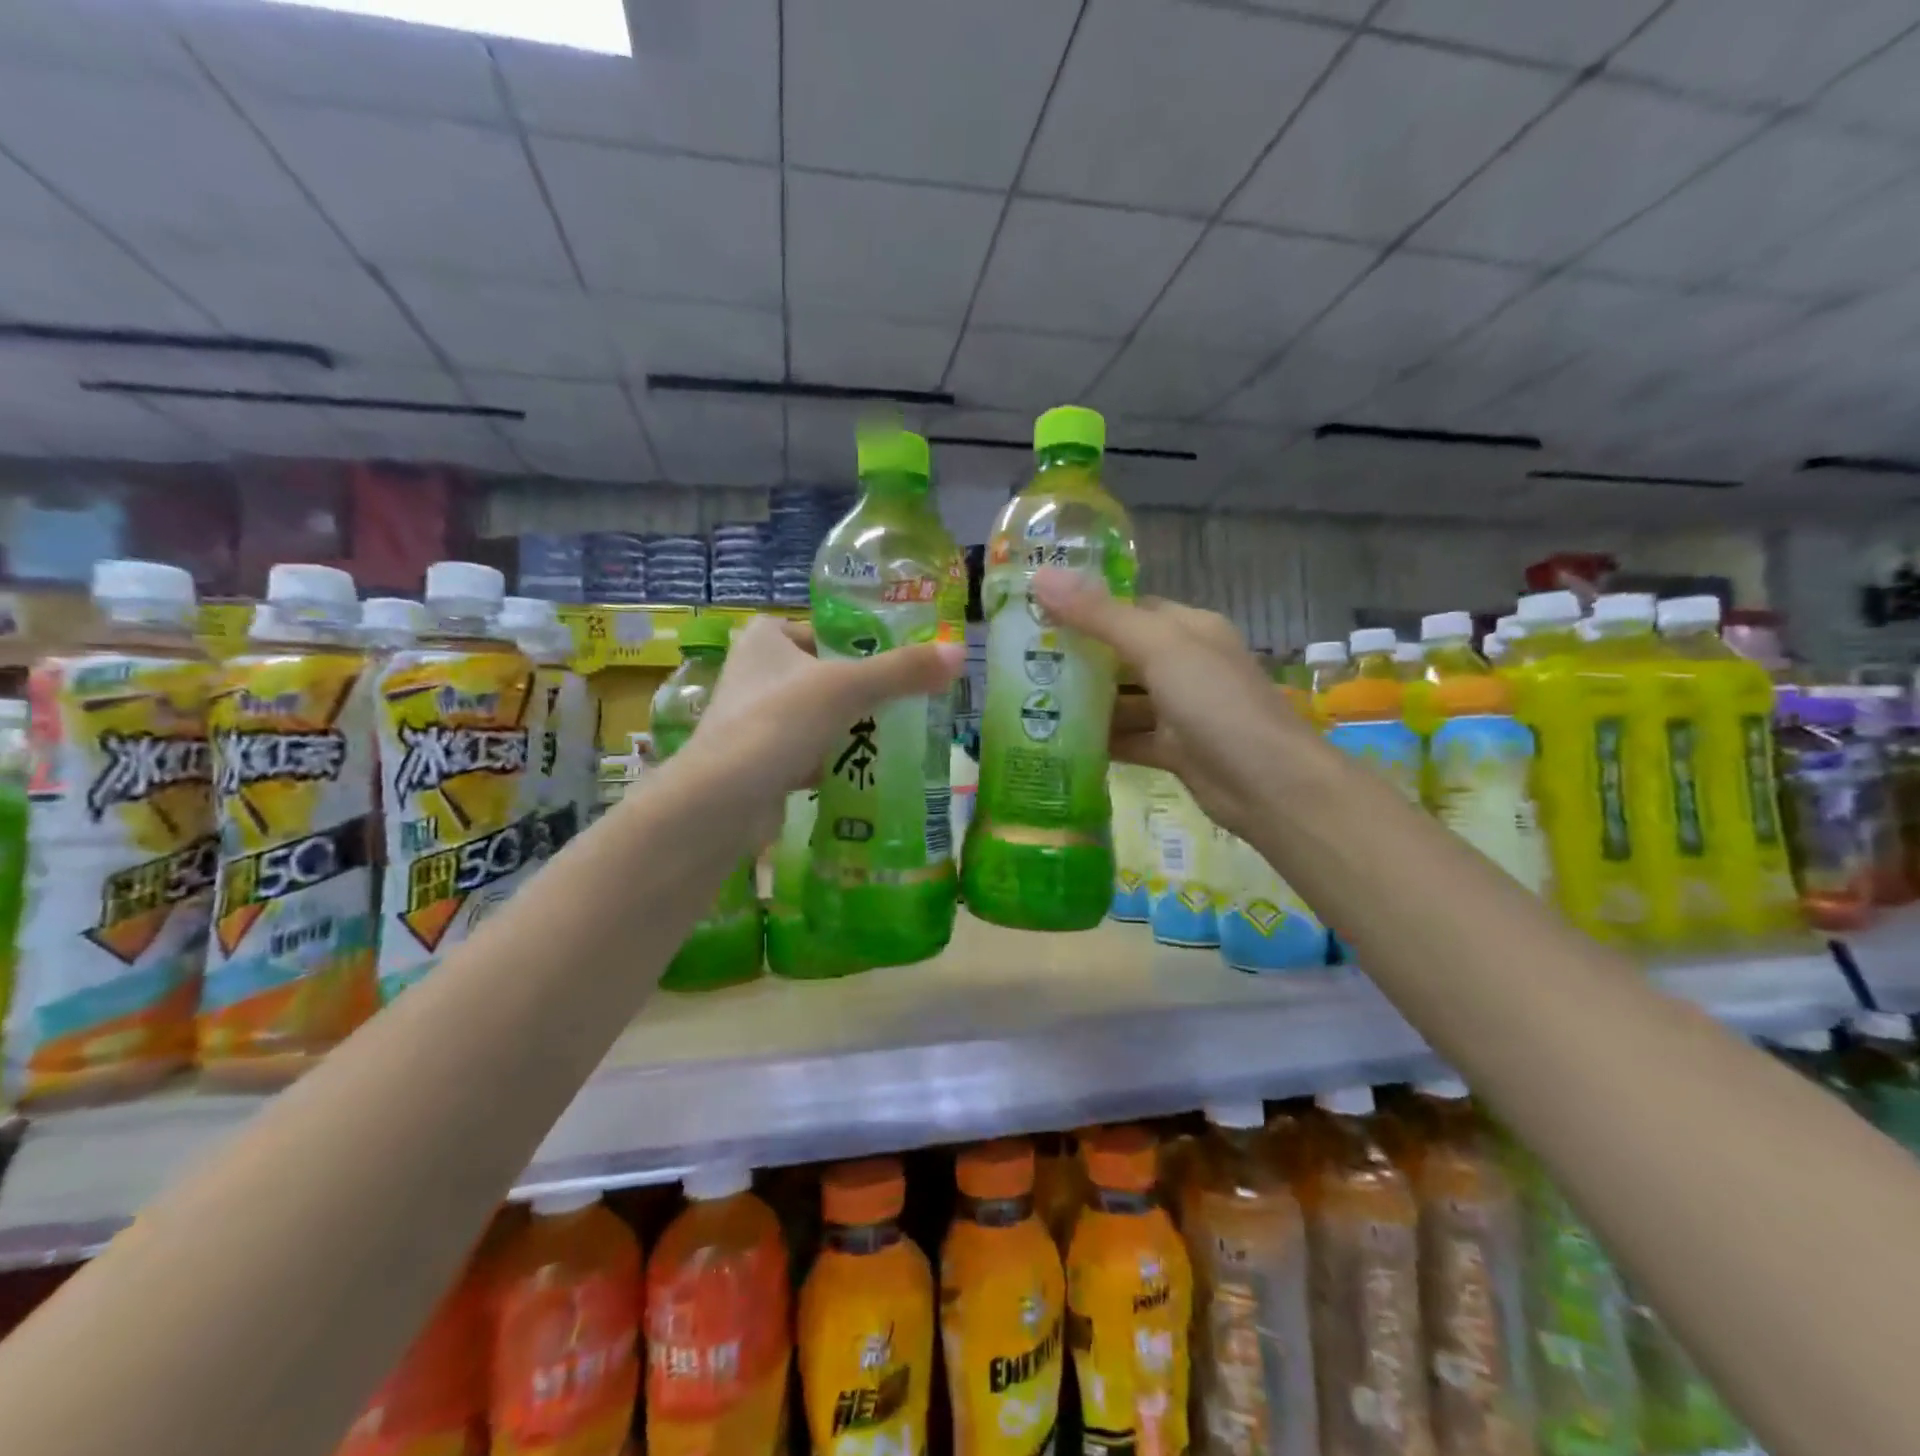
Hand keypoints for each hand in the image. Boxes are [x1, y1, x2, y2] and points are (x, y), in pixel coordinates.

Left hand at [692, 614, 964, 803]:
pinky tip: (867, 769)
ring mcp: (754, 719)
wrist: (722, 802)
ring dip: (851, 726)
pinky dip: (834, 758)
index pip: (825, 629)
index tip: (903, 661)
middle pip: (825, 674)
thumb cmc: (778, 723)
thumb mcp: (847, 688)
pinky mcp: (759, 759)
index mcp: (765, 638)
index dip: (863, 643)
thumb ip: (902, 671)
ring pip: (818, 715)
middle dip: (864, 690)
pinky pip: (808, 750)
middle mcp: (754, 672)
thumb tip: (959, 653)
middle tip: (911, 699)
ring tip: (899, 733)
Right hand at [1031, 568, 1291, 837]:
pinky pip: (1129, 738)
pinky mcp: (1174, 750)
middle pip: (1121, 654)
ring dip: (1085, 702)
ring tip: (1028, 702)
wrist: (1268, 785)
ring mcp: (1180, 710)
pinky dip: (1101, 741)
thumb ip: (1099, 616)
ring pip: (1123, 700)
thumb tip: (1042, 577)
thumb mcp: (1158, 649)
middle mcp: (1185, 664)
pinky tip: (1060, 742)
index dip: (1086, 607)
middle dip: (1077, 657)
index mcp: (1188, 628)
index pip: (1130, 608)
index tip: (1036, 613)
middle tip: (1020, 661)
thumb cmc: (1216, 704)